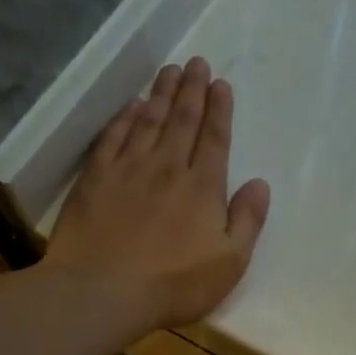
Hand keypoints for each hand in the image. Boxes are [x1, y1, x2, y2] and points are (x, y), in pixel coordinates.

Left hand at [44, 58, 270, 332]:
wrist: (102, 292)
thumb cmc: (174, 284)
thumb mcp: (230, 262)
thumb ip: (248, 220)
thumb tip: (260, 184)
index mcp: (202, 187)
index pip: (214, 138)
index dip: (219, 109)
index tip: (221, 83)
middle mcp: (167, 167)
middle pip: (182, 120)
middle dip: (192, 89)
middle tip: (196, 62)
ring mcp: (128, 169)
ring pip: (149, 121)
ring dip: (162, 94)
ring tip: (170, 70)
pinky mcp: (95, 178)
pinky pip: (113, 137)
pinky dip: (124, 118)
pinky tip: (131, 106)